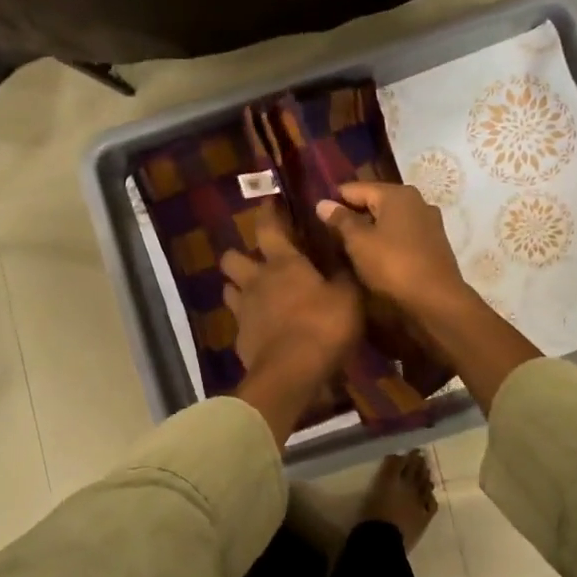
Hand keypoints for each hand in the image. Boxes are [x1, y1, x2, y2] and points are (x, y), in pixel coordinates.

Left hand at [220, 210, 362, 381]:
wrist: (291, 373)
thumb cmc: (323, 326)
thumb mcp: (348, 297)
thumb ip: (343, 275)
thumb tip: (342, 256)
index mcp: (283, 263)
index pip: (268, 228)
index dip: (267, 213)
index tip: (268, 203)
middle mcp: (256, 281)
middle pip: (232, 258)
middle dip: (240, 254)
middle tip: (256, 259)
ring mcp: (243, 310)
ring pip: (228, 288)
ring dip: (238, 287)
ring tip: (254, 293)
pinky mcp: (239, 338)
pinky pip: (238, 321)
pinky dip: (247, 321)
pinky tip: (261, 328)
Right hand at [317, 182, 468, 319]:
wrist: (437, 300)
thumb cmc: (393, 265)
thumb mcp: (359, 242)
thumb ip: (340, 220)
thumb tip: (322, 202)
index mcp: (397, 193)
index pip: (355, 188)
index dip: (334, 200)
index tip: (316, 214)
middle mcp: (416, 200)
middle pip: (375, 201)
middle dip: (353, 214)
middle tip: (329, 232)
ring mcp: (429, 222)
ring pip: (390, 219)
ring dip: (371, 229)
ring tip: (349, 245)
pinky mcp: (434, 243)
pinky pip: (403, 234)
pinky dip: (387, 239)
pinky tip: (375, 254)